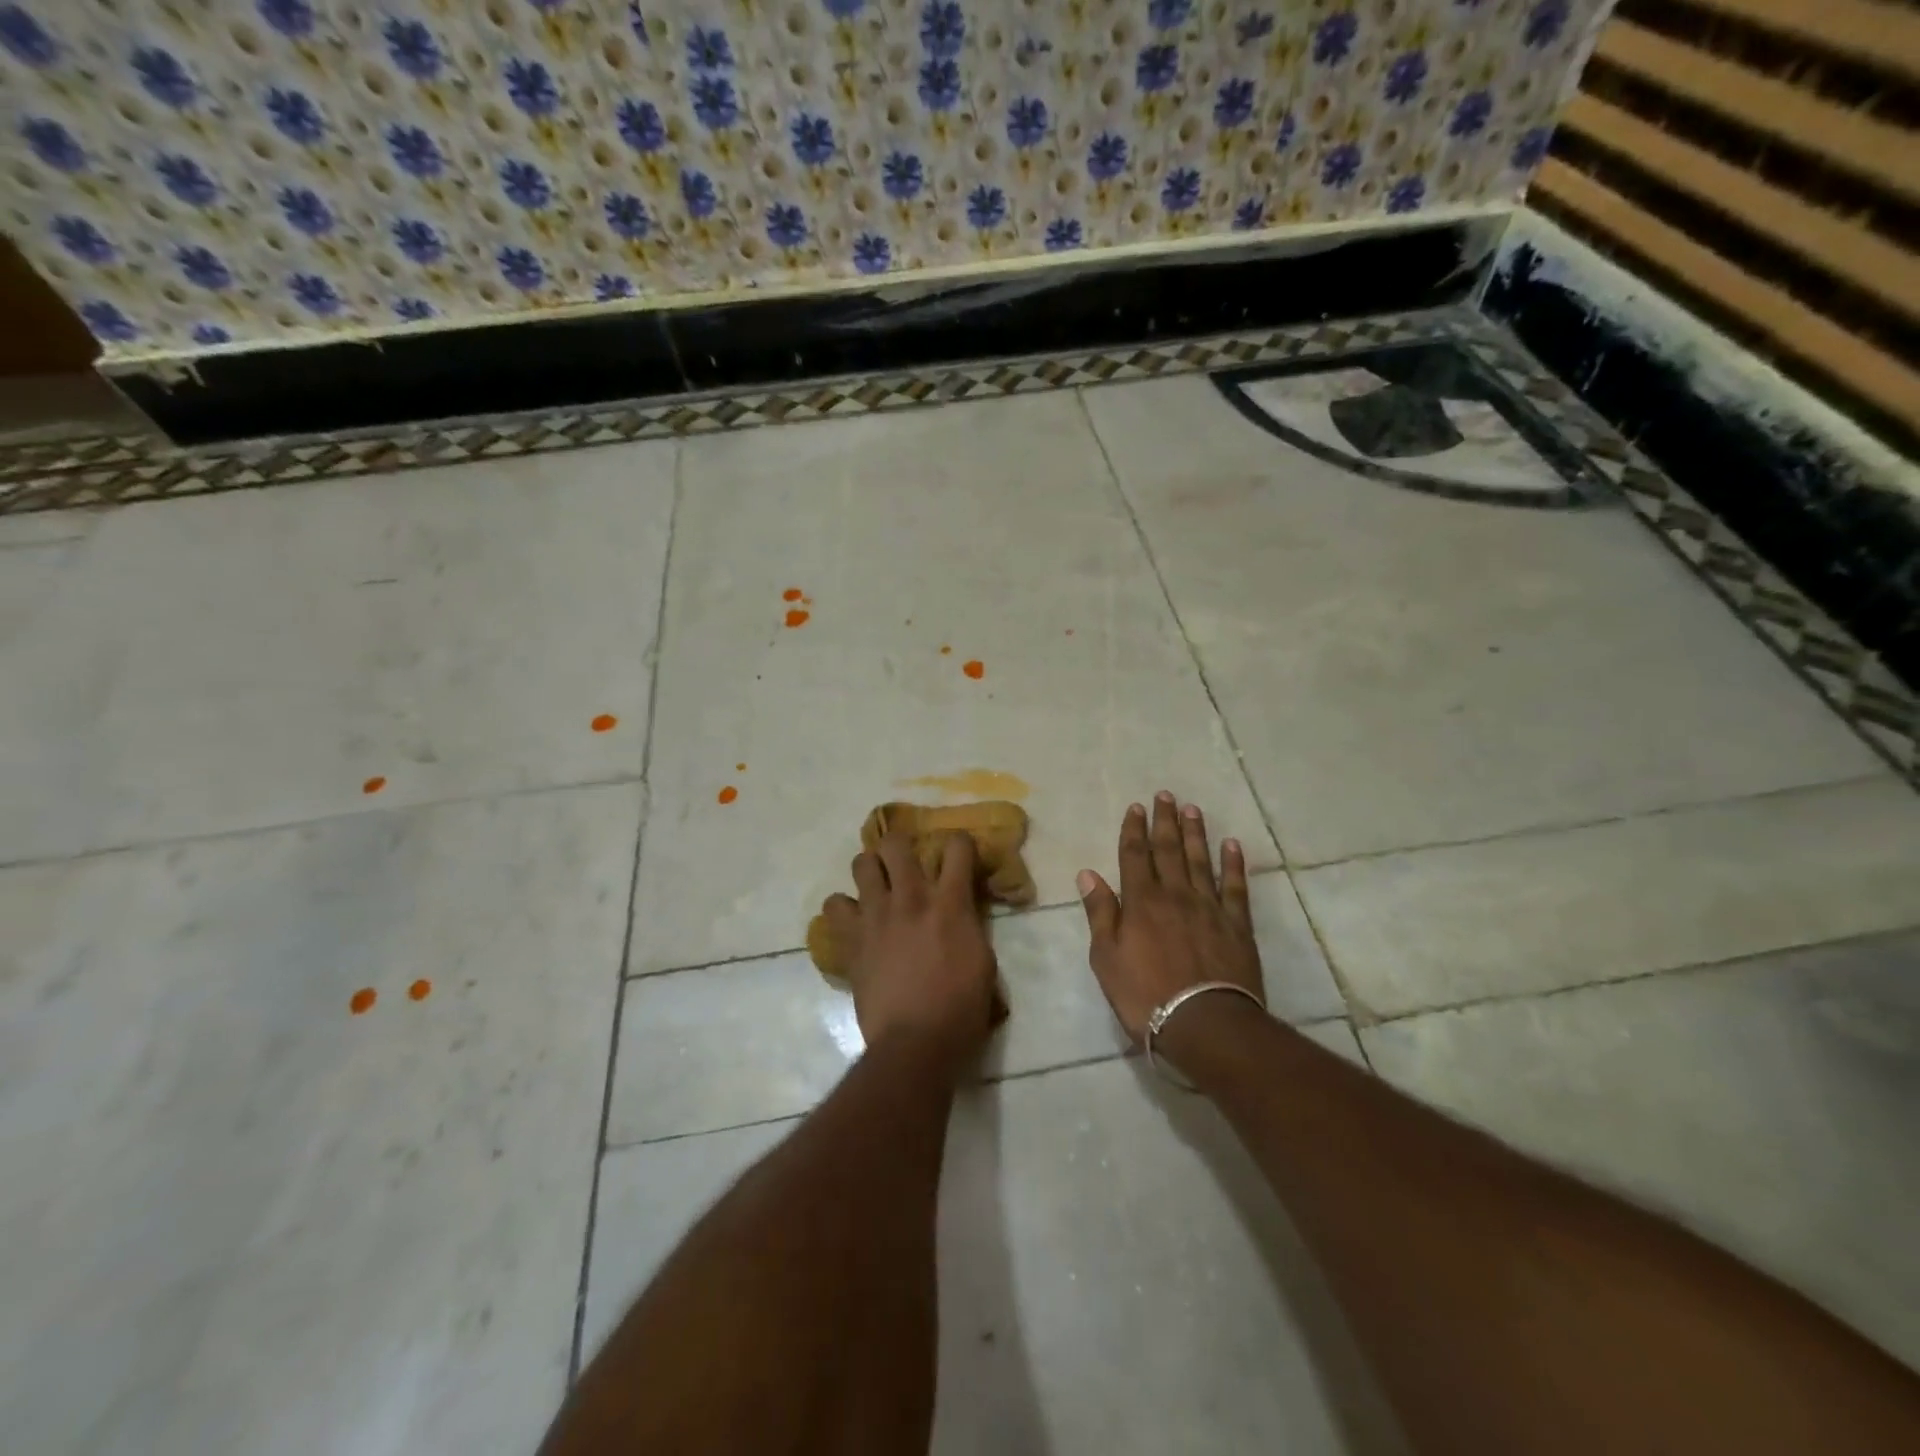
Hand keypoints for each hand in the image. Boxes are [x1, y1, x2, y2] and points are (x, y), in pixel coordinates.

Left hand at [819, 831, 998, 1072]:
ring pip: (861, 863)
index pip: (957, 847)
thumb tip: (960, 910)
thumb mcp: (983, 961)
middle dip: (901, 847)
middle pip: (896, 843)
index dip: (959, 845)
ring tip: (878, 887)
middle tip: (906, 864)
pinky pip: (834, 906)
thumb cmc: (960, 1009)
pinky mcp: (851, 939)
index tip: (958, 856)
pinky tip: (855, 922)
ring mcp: (876, 916)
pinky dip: (843, 909)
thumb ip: (969, 925)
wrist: (915, 1044)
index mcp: (950, 903)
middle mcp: (910, 898)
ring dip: (871, 870)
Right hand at [1077, 792, 1264, 1043]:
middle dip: (1165, 822)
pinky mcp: (1237, 925)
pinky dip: (1233, 865)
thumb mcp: (1107, 958)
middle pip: (1169, 850)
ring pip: (1201, 861)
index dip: (1134, 830)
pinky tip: (1232, 846)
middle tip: (1165, 796)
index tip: (1136, 807)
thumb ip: (1100, 913)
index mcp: (1141, 901)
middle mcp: (1175, 895)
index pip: (1135, 856)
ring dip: (1196, 834)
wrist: (1204, 1023)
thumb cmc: (1145, 995)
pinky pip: (1235, 887)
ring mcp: (1209, 907)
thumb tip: (1088, 874)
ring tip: (1193, 809)